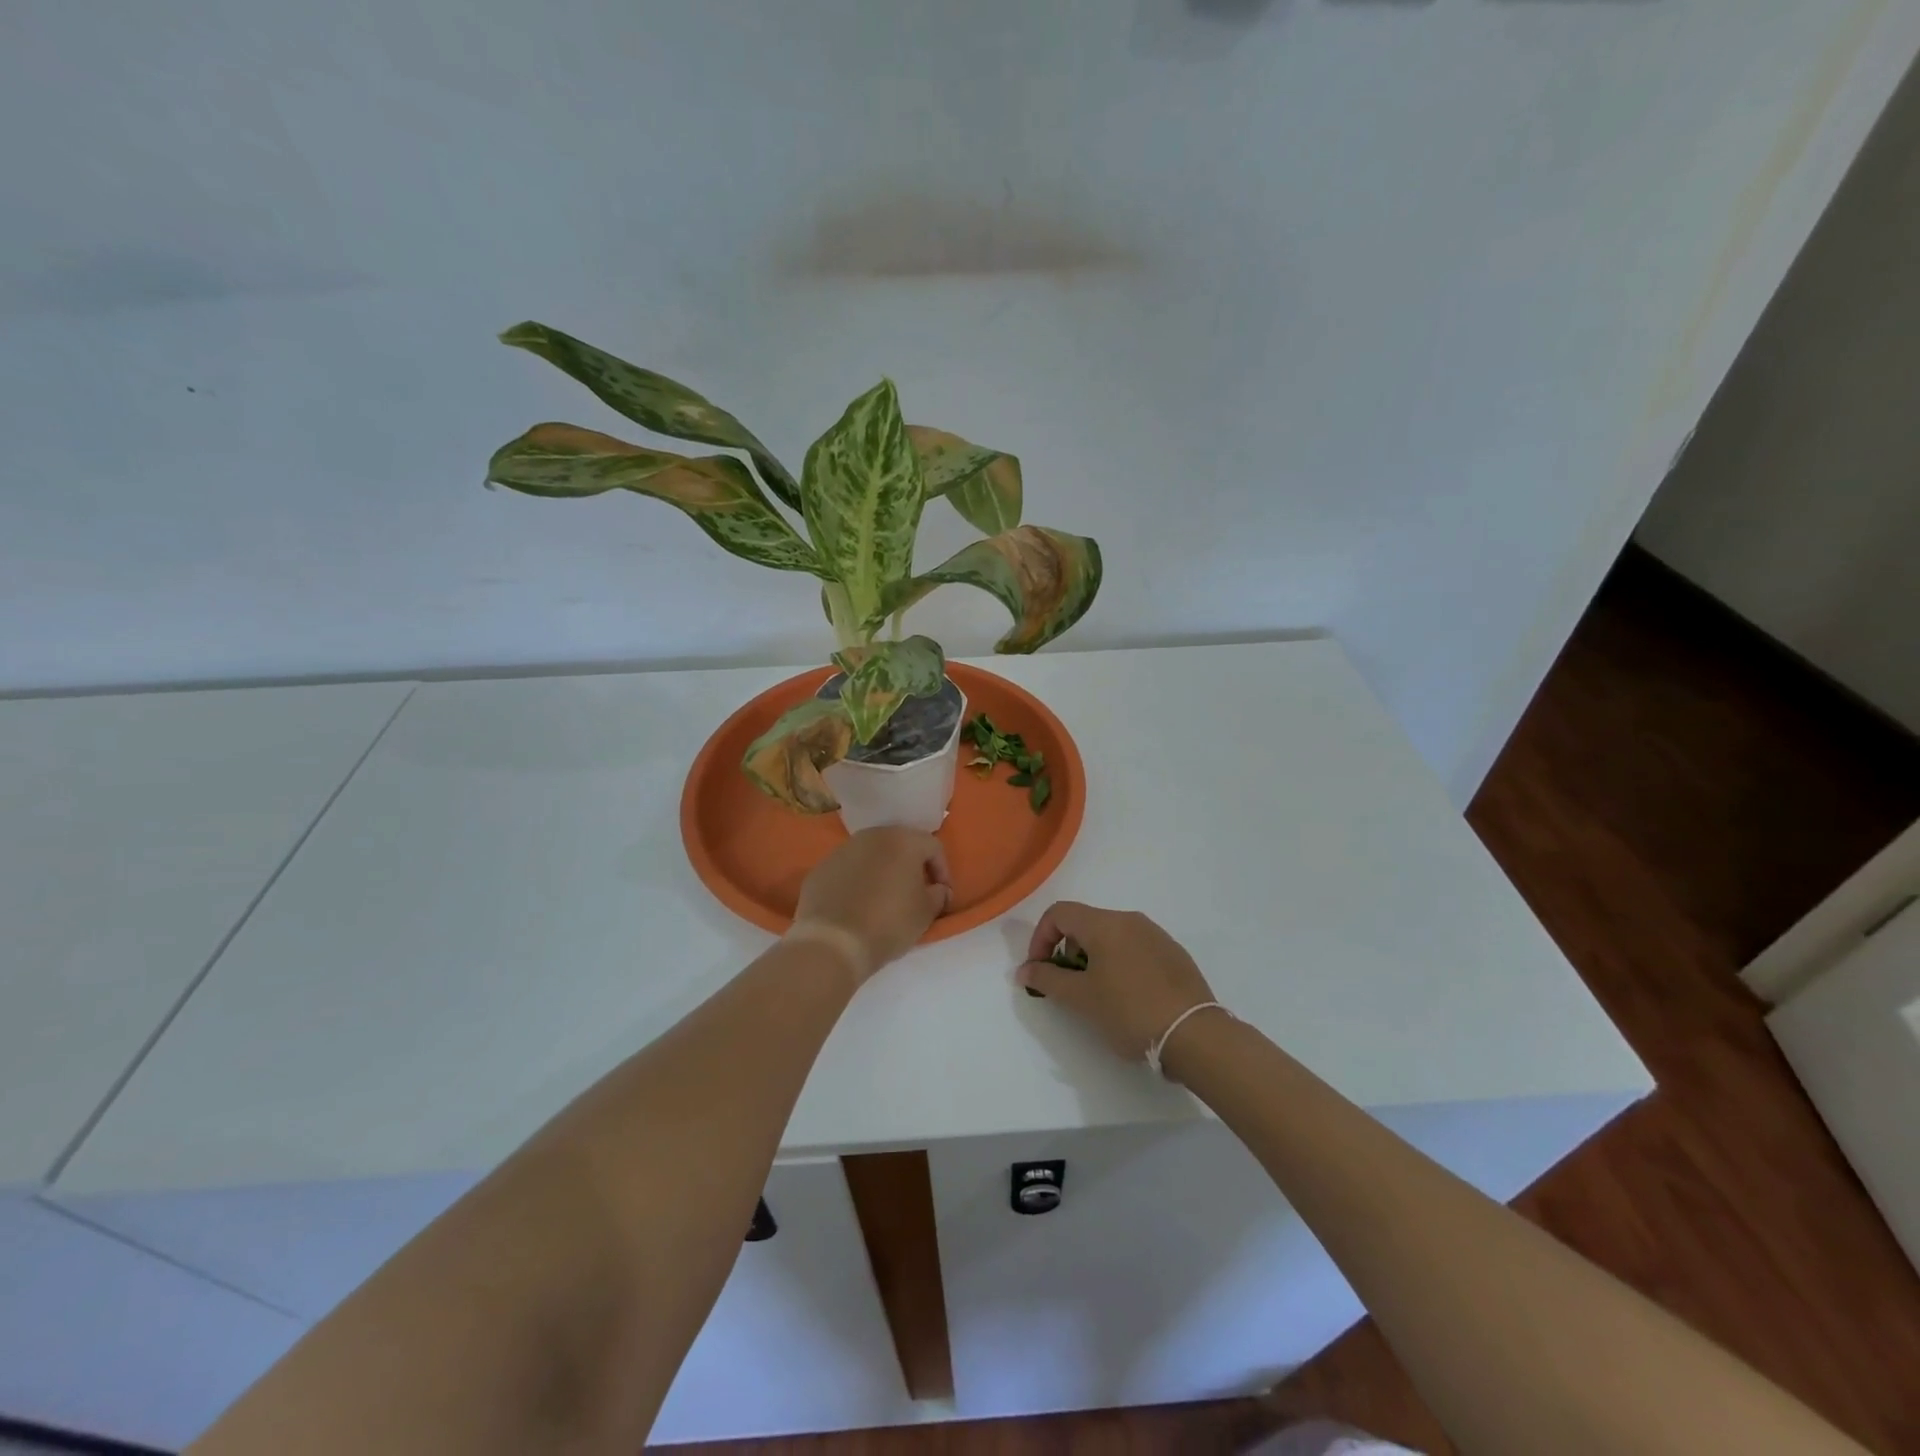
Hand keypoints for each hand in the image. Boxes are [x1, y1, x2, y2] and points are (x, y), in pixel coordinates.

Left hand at [792, 827, 951, 980]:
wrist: (833, 942)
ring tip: (884, 898)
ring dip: (882, 871)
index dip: (942, 870)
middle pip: (900, 844)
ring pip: (871, 855)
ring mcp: (842, 850)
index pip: (933, 847)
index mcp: (903, 840)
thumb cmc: (889, 923)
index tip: (941, 895)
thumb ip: (938, 895)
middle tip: (915, 892)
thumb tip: (938, 890)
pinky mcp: (820, 868)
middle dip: (911, 866)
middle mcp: (872, 836)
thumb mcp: (925, 913)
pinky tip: (857, 905)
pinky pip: (847, 870)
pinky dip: (856, 881)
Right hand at [1017, 902, 1215, 1064]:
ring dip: (1093, 958)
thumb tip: (1024, 969)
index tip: (1040, 970)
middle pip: (1085, 923)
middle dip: (1067, 951)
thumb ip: (1047, 979)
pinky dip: (1119, 963)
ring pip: (1111, 936)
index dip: (1040, 938)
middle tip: (1068, 987)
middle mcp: (1130, 920)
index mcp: (1105, 924)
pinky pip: (1135, 948)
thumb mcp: (1081, 998)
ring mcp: (1156, 935)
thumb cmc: (1129, 1012)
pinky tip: (1128, 997)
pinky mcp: (1174, 954)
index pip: (1059, 913)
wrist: (1194, 1035)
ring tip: (1098, 995)